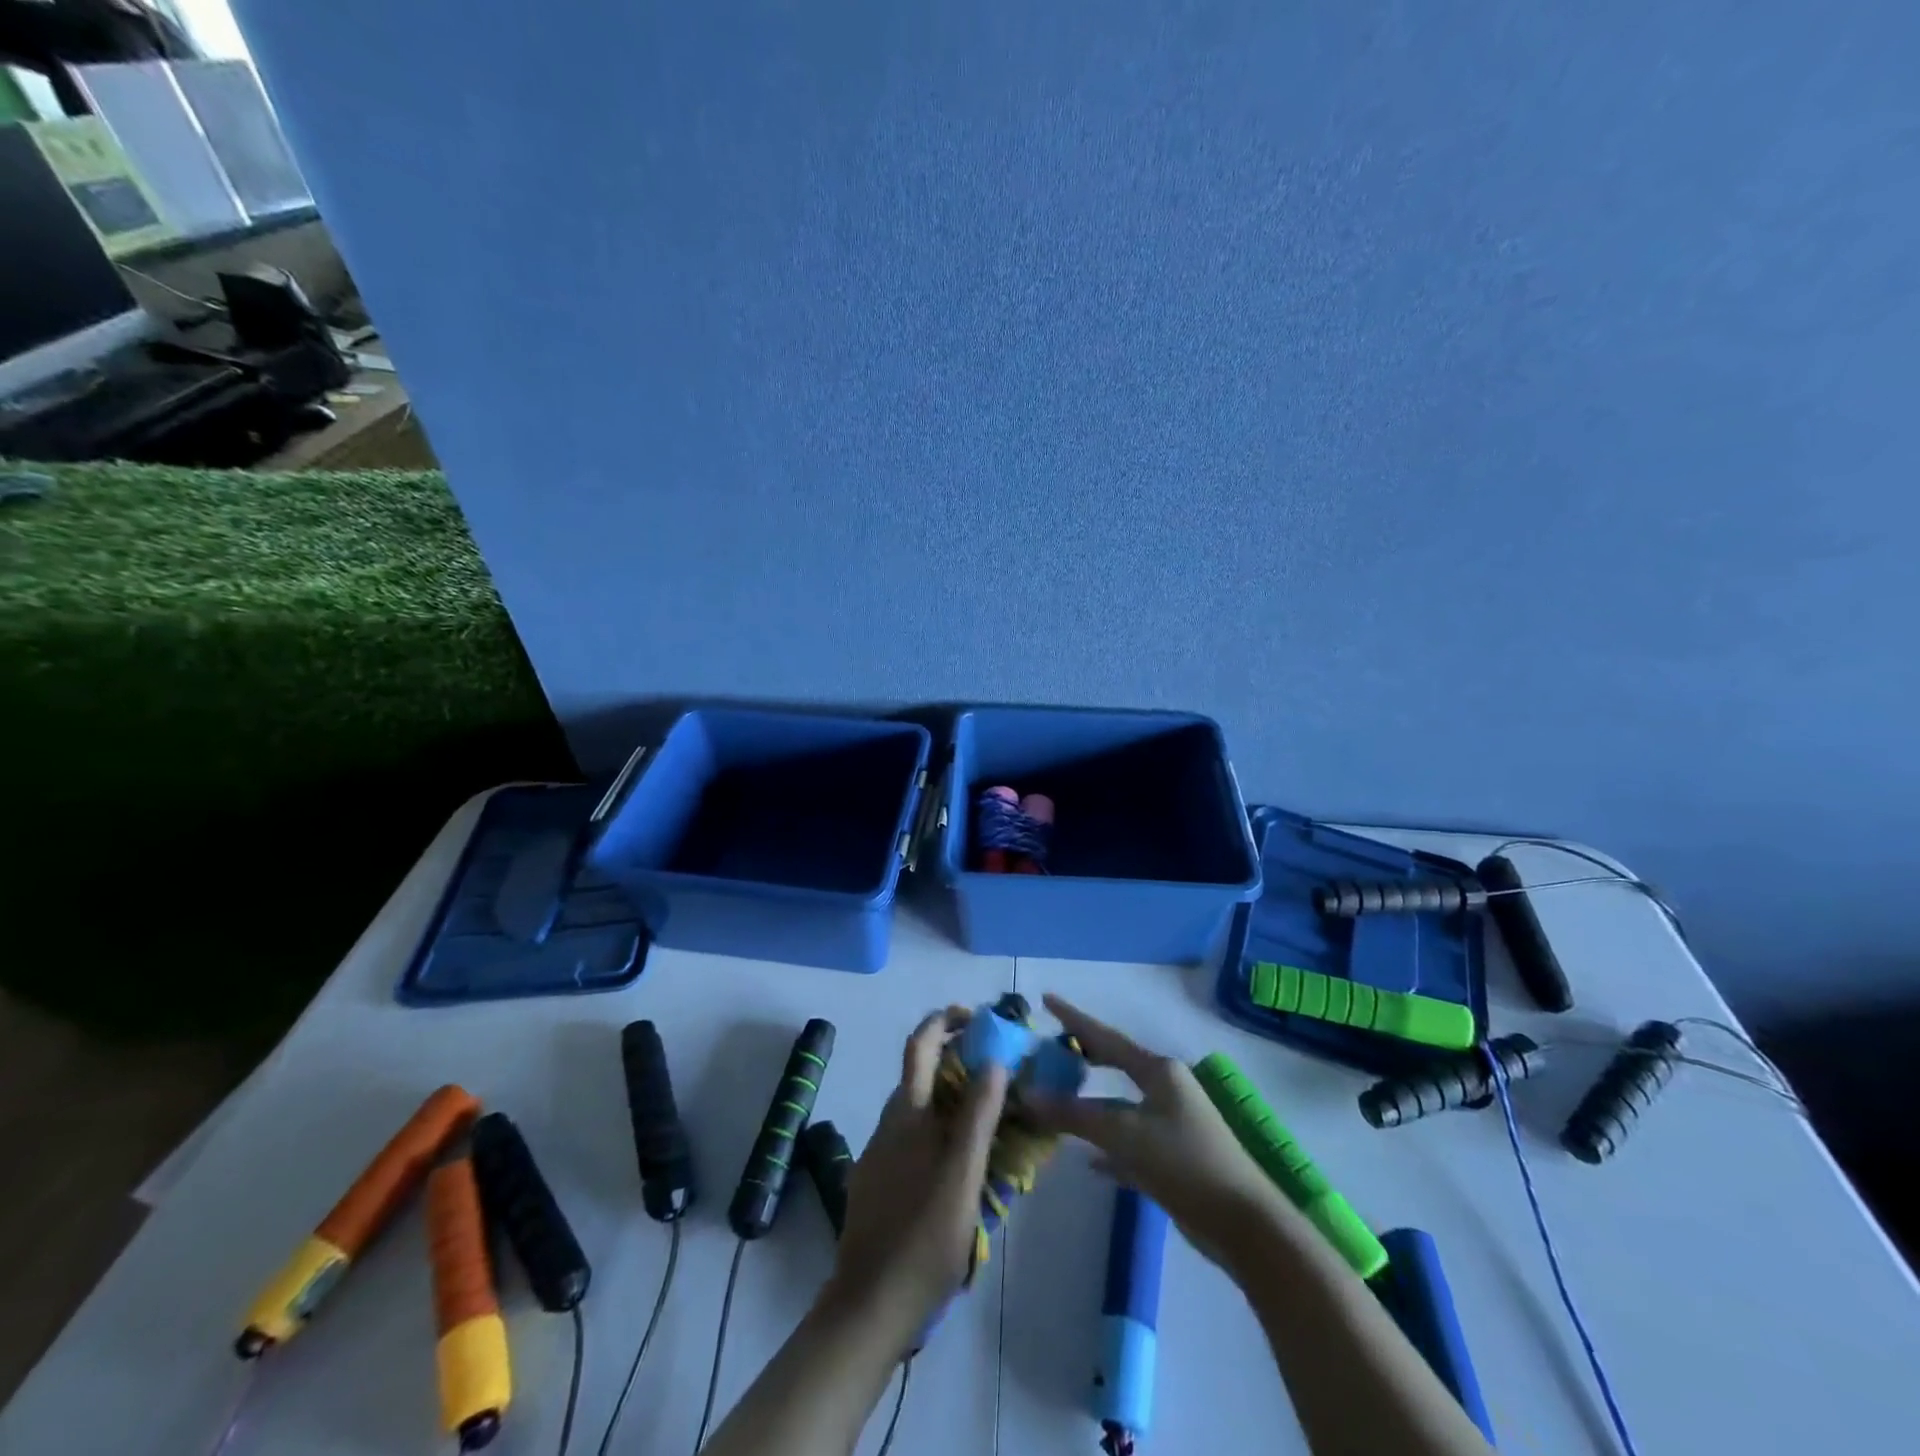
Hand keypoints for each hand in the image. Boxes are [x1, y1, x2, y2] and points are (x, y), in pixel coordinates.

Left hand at [823, 1006, 1008, 1352]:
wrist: (868, 1305)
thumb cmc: (923, 1239)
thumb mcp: (963, 1177)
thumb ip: (977, 1118)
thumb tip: (993, 1061)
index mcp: (908, 1114)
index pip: (921, 1044)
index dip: (944, 1020)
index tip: (976, 1016)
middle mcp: (889, 1123)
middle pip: (920, 1072)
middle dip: (956, 1057)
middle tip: (997, 1067)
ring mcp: (880, 1153)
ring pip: (918, 1107)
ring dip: (949, 1095)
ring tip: (989, 1113)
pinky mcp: (878, 1180)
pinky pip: (912, 1136)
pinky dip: (938, 1127)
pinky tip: (960, 1159)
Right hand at [1028, 995, 1282, 1268]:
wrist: (1243, 1224)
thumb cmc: (1184, 1163)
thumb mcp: (1125, 1135)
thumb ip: (1075, 1115)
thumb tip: (1027, 1095)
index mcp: (1158, 1071)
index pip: (1105, 1037)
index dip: (1074, 1018)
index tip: (1046, 999)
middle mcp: (1166, 1088)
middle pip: (1115, 1065)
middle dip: (1083, 1058)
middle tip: (1049, 1051)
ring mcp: (1171, 1122)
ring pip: (1119, 1105)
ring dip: (1089, 1105)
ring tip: (1056, 1098)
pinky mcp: (1173, 1157)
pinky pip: (1129, 1141)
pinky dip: (1106, 1145)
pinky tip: (1086, 1159)